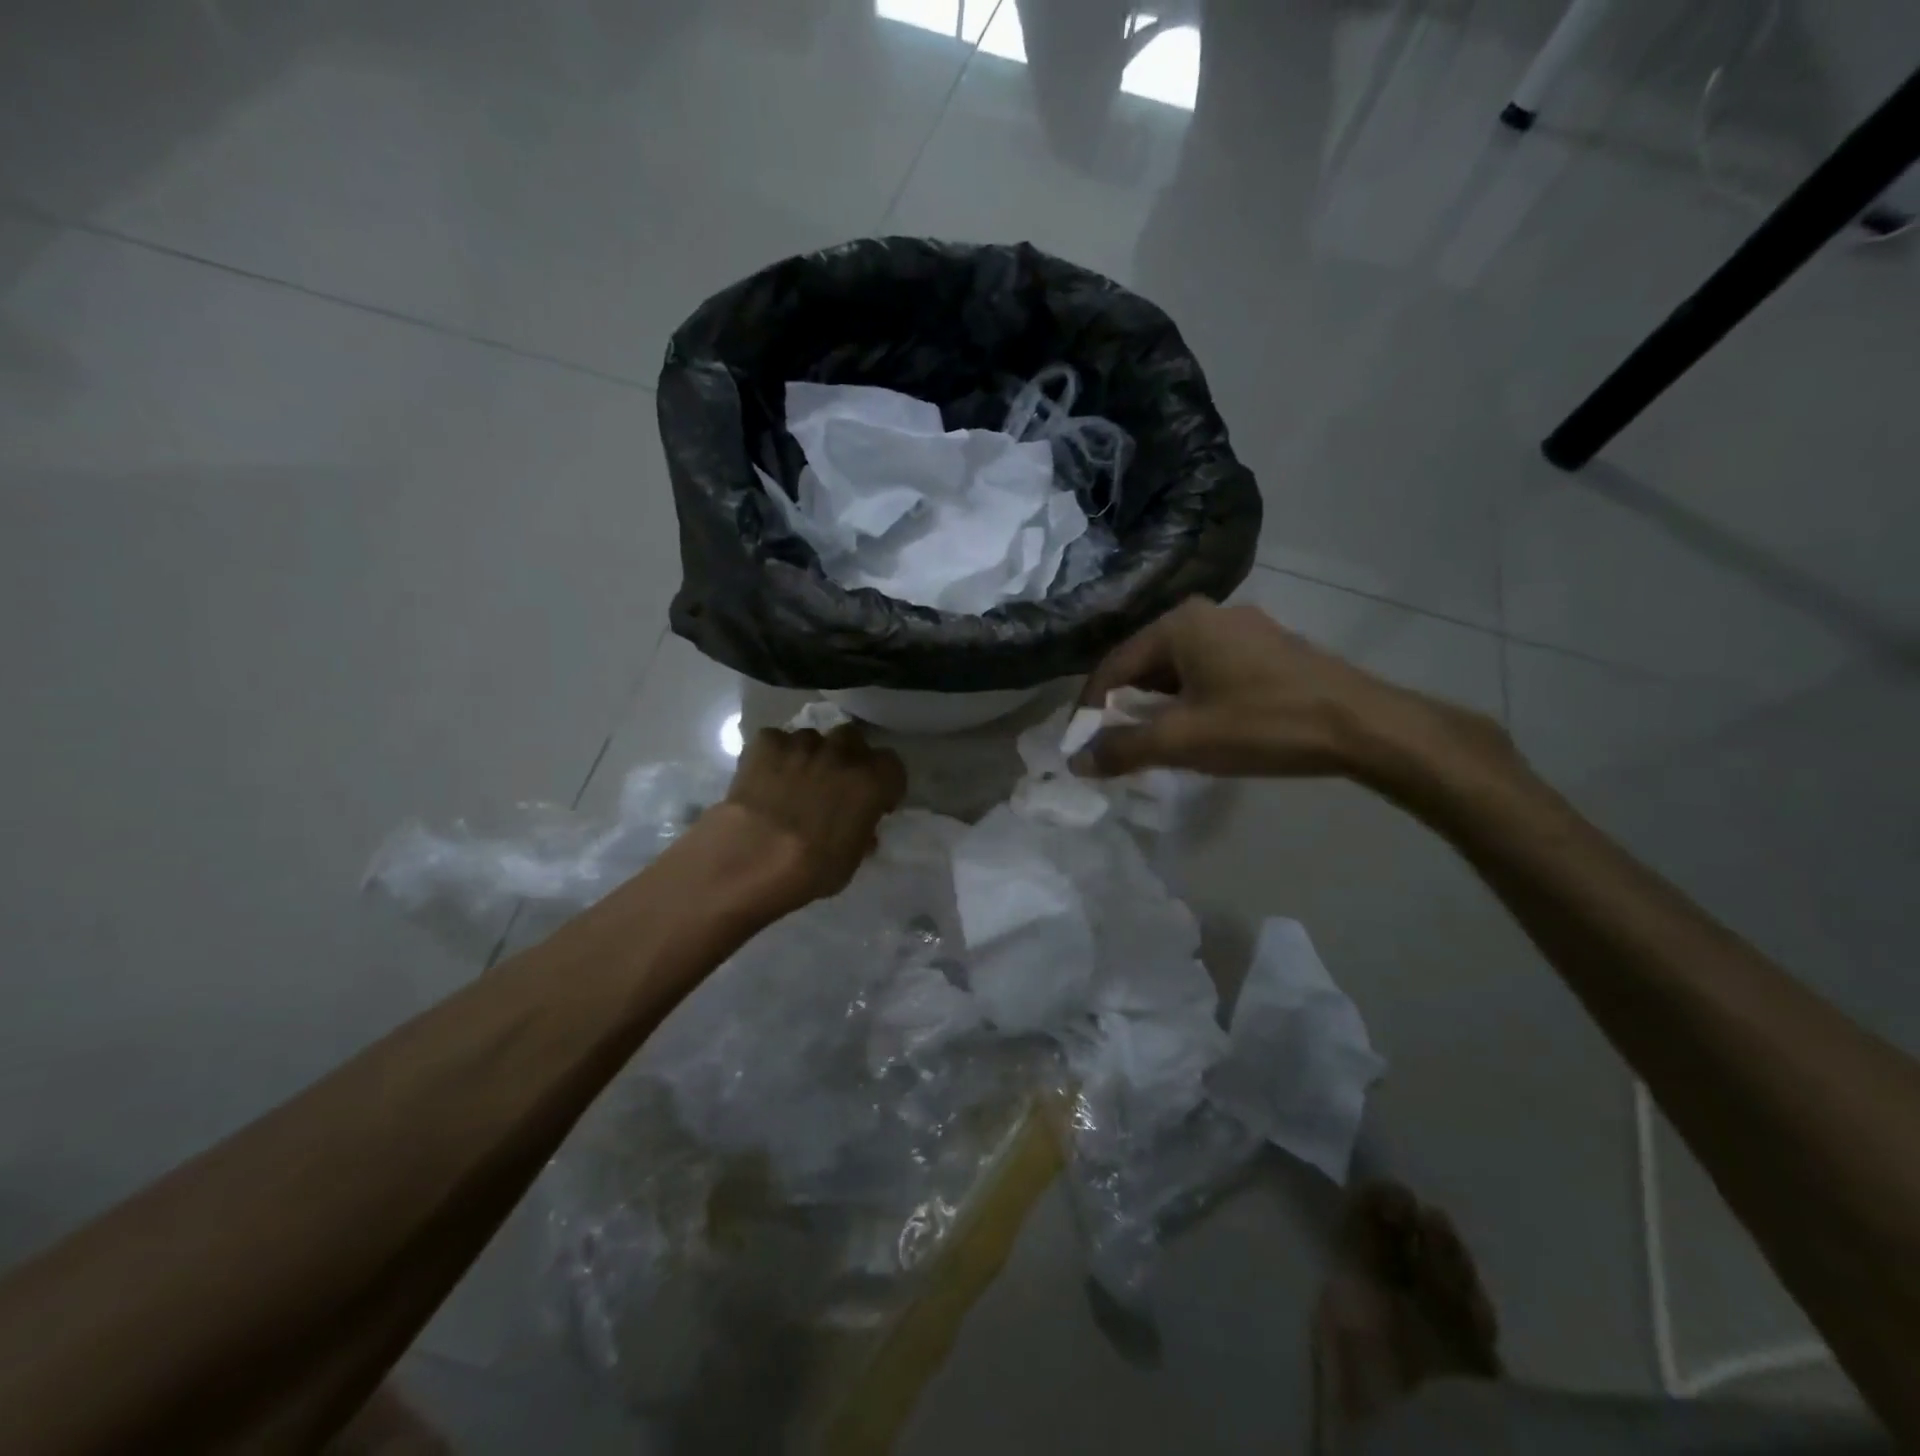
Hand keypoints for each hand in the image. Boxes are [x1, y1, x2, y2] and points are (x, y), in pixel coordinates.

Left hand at [682, 721, 907, 924]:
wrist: (751, 860)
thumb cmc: (810, 870)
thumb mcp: (851, 860)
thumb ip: (861, 833)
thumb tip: (861, 826)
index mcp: (871, 781)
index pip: (892, 765)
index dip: (884, 782)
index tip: (875, 801)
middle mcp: (842, 754)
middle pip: (853, 739)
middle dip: (848, 757)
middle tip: (835, 783)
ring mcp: (802, 744)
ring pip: (813, 738)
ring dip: (811, 755)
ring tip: (795, 780)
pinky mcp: (765, 743)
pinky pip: (776, 741)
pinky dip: (774, 755)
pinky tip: (764, 777)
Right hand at [1072, 598, 1509, 784]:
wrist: (1362, 726)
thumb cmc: (1262, 724)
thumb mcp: (1183, 740)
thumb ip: (1123, 748)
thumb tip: (1077, 761)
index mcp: (1180, 623)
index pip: (1115, 665)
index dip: (1091, 708)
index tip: (1081, 745)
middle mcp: (1208, 614)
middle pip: (1146, 665)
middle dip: (1126, 709)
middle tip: (1117, 749)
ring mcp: (1243, 630)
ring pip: (1180, 670)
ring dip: (1160, 708)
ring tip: (1154, 746)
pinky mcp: (1268, 650)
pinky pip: (1210, 673)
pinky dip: (1192, 702)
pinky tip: (1199, 731)